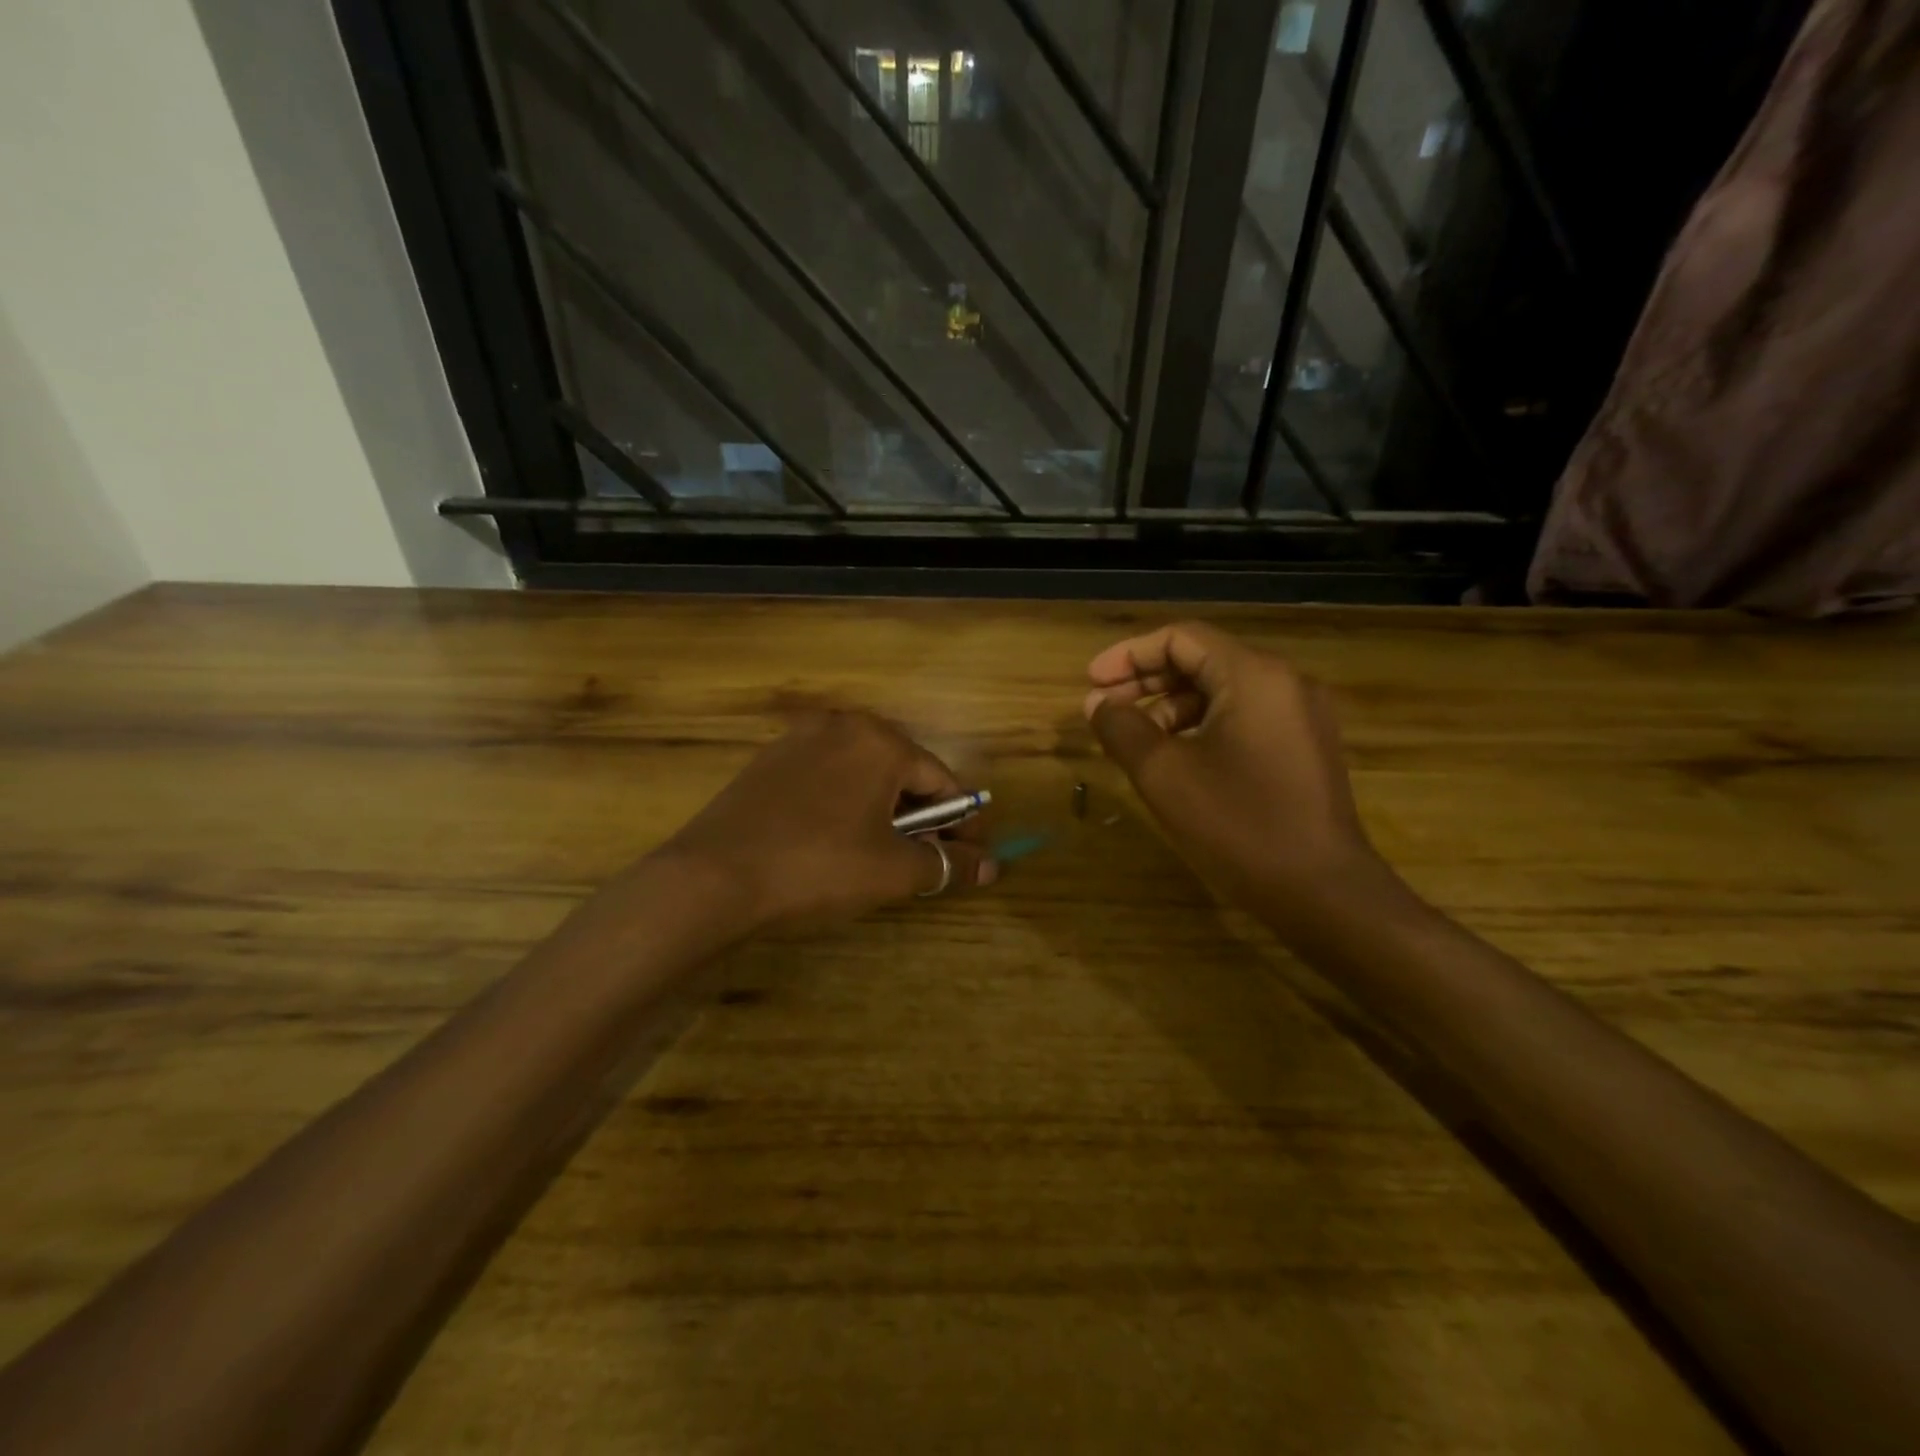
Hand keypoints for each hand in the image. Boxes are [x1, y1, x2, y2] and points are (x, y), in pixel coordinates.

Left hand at [659, 710, 995, 930]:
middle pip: (903, 772)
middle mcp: (842, 725)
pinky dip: (847, 806)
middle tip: (928, 860)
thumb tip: (991, 867)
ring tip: (885, 856)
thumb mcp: (892, 869)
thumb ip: (947, 864)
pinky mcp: (769, 761)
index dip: (963, 822)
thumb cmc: (817, 866)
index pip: (942, 780)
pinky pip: (828, 779)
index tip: (972, 856)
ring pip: (863, 775)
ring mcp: (799, 739)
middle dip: (923, 817)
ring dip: (885, 812)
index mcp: (879, 740)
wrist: (711, 878)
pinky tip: (838, 842)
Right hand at [1084, 622, 1385, 918]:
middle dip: (1147, 679)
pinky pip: (1243, 717)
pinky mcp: (1304, 746)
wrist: (1323, 893)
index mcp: (1254, 676)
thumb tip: (1097, 703)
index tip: (1091, 682)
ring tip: (1134, 738)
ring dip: (1171, 706)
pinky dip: (1201, 726)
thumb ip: (1123, 728)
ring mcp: (1300, 715)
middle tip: (1104, 706)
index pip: (1181, 638)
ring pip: (1222, 690)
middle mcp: (1284, 682)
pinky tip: (1175, 757)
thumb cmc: (1239, 825)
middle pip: (1203, 660)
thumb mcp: (1164, 775)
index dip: (1128, 654)